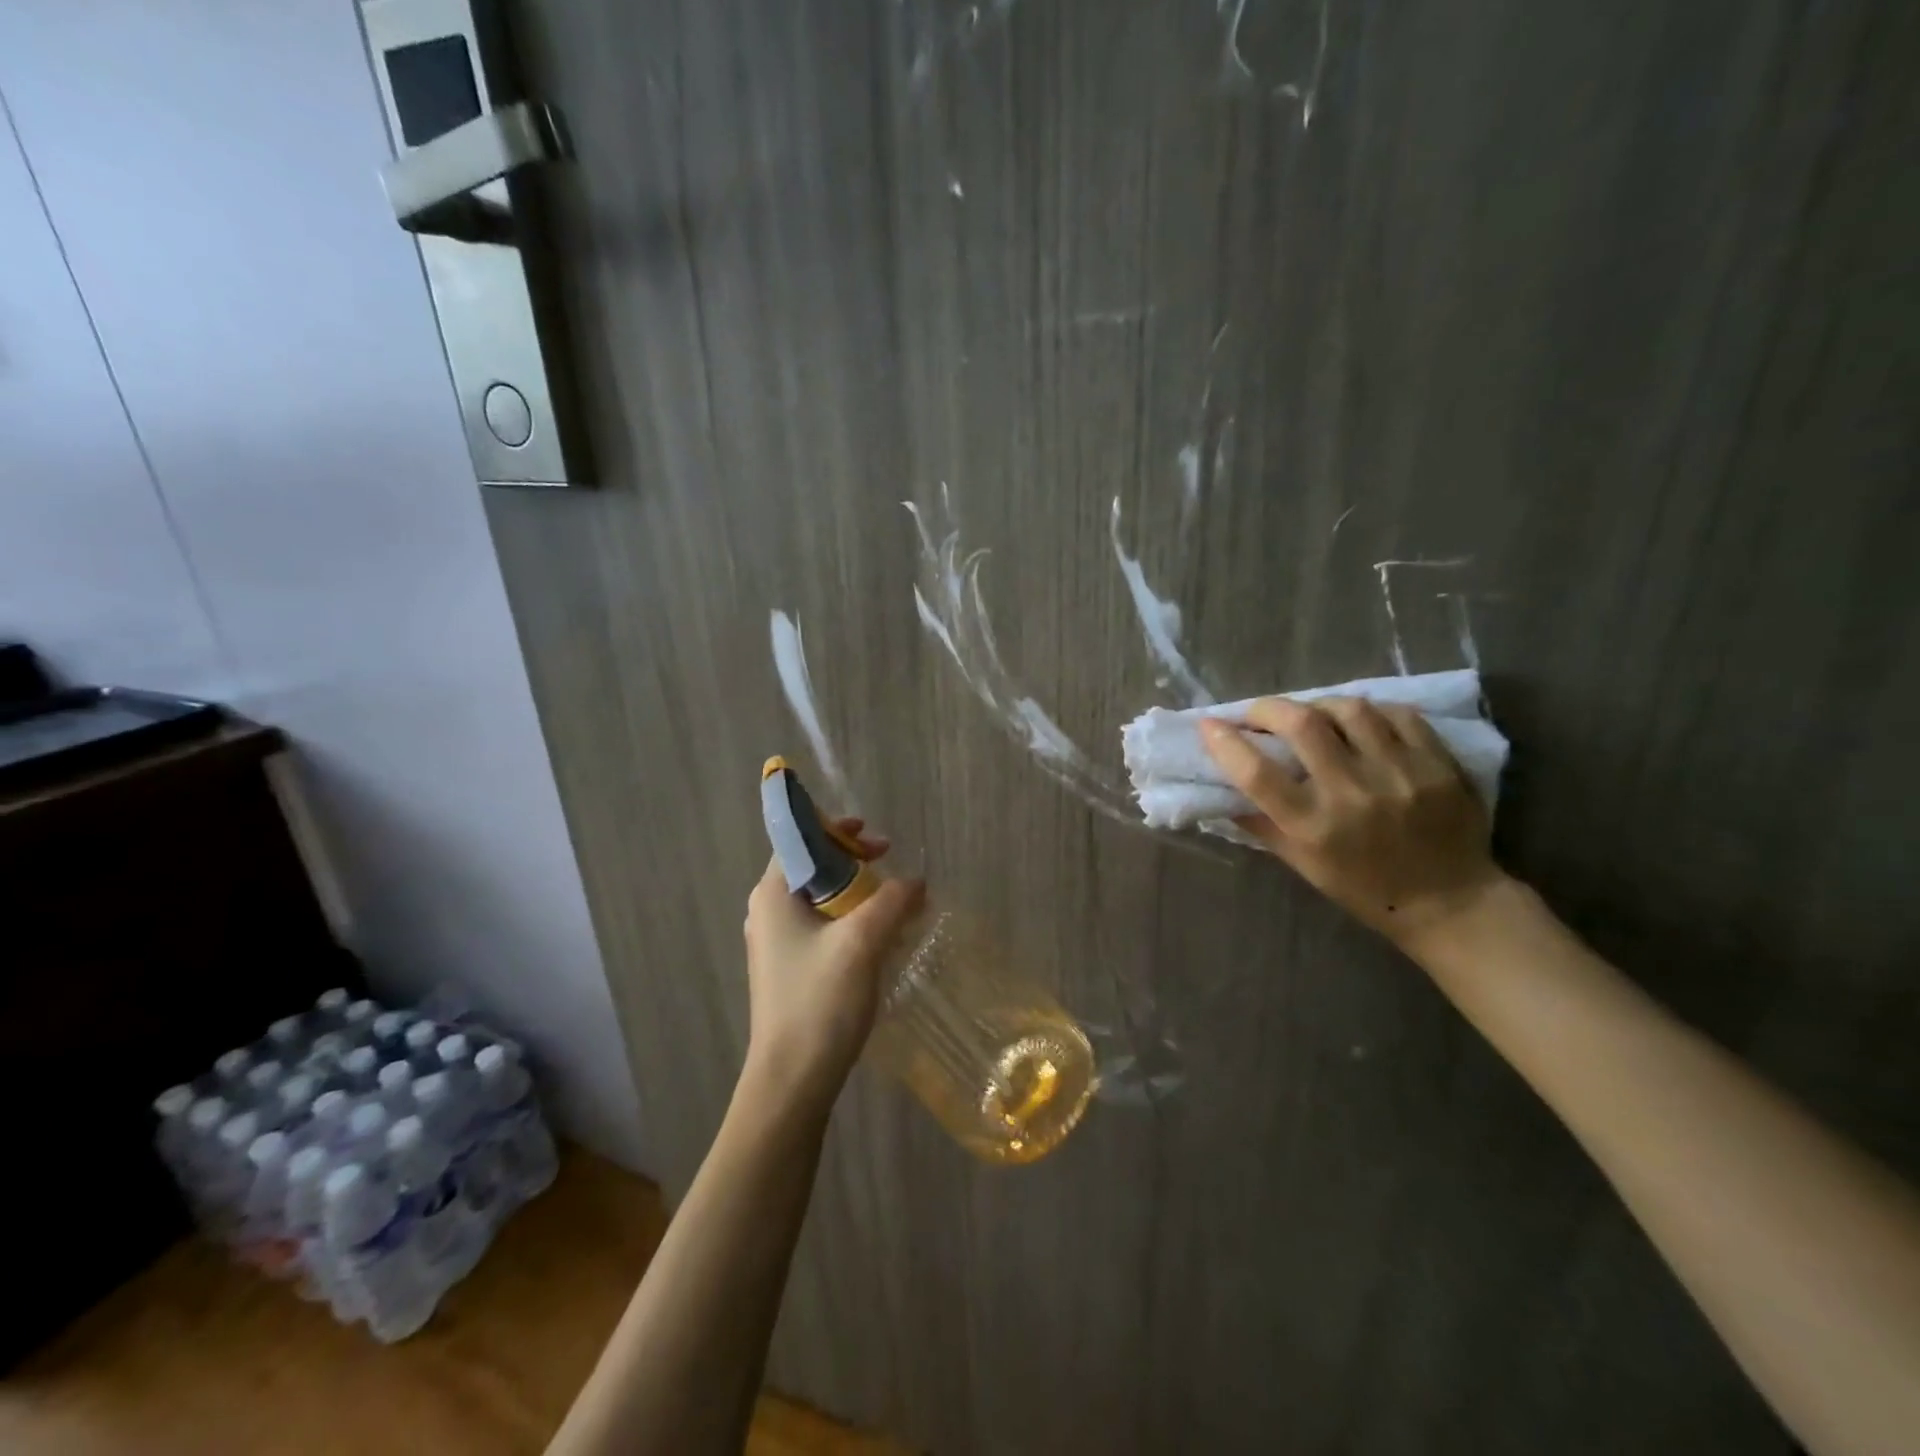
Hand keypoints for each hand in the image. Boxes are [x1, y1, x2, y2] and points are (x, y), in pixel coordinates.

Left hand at [742, 819, 924, 1105]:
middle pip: (813, 866)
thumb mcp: (862, 942)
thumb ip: (892, 901)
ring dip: (857, 893)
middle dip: (854, 861)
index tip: (876, 841)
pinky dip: (851, 920)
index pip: (800, 838)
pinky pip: (822, 927)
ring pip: (821, 898)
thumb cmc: (819, 1001)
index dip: (838, 830)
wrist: (792, 1081)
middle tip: (889, 867)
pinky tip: (879, 937)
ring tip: (893, 903)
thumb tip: (916, 882)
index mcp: (773, 893)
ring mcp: (776, 943)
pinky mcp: (790, 968)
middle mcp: (768, 911)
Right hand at [1199, 697, 1503, 943]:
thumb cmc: (1363, 889)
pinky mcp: (1437, 763)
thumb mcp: (1302, 865)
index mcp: (1314, 827)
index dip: (1225, 742)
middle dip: (1268, 709)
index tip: (1209, 725)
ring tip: (1311, 715)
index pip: (1256, 773)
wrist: (1450, 903)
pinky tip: (1359, 722)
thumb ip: (1263, 824)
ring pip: (1349, 709)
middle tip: (1258, 713)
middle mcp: (1353, 794)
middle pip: (1301, 724)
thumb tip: (1223, 789)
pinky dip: (1369, 712)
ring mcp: (1400, 774)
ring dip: (1318, 705)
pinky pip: (1397, 714)